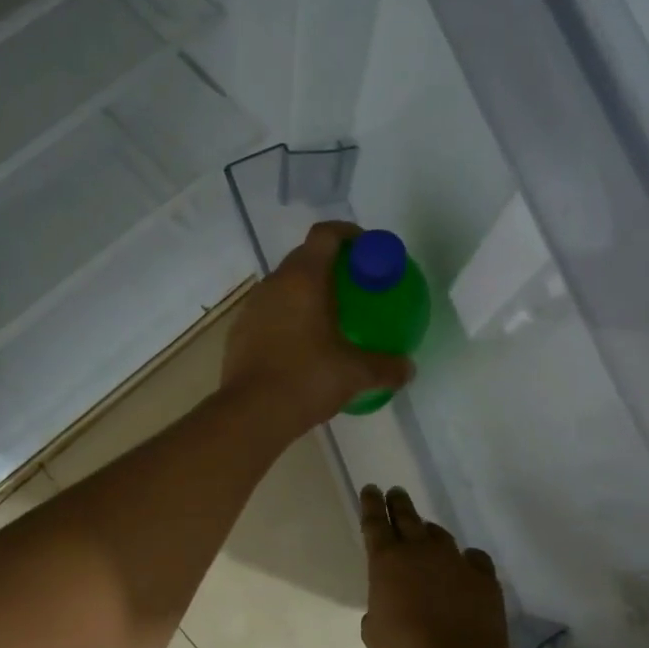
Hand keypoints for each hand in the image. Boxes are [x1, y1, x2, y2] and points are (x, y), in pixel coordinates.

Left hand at [222, 222, 414, 434]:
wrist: (250, 414)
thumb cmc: (306, 380)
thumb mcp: (355, 374)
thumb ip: (387, 367)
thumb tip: (408, 368)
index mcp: (304, 279)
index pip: (325, 234)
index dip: (348, 233)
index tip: (367, 249)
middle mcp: (275, 283)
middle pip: (305, 256)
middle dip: (331, 263)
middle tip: (355, 285)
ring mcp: (253, 306)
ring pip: (285, 284)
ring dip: (307, 290)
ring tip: (330, 313)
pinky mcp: (240, 331)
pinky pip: (270, 310)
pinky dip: (289, 314)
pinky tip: (303, 343)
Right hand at [360, 485, 510, 647]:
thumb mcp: (374, 634)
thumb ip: (377, 609)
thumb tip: (387, 603)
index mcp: (386, 562)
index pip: (374, 523)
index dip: (370, 504)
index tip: (370, 489)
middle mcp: (419, 551)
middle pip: (406, 516)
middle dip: (398, 503)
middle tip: (394, 492)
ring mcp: (454, 560)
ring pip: (439, 534)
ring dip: (429, 531)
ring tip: (426, 532)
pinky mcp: (483, 576)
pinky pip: (472, 558)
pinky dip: (465, 560)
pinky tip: (465, 566)